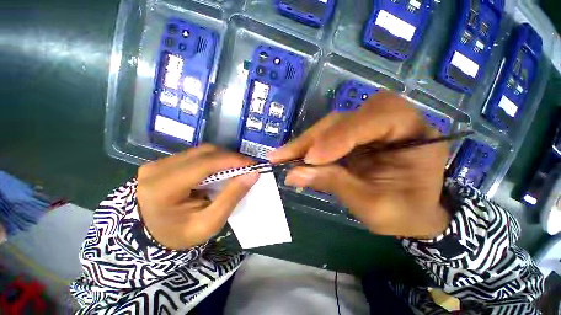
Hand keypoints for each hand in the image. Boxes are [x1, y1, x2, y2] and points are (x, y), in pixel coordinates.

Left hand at [137, 145, 258, 249]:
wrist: (149, 238)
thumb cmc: (179, 235)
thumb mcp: (209, 223)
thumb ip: (231, 197)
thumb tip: (252, 174)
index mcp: (163, 188)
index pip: (204, 164)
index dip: (232, 160)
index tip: (253, 164)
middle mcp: (157, 169)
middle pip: (203, 153)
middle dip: (230, 158)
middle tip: (246, 167)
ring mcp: (158, 163)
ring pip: (200, 151)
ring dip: (222, 158)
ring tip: (236, 168)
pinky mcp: (163, 163)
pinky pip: (195, 155)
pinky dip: (213, 160)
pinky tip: (220, 170)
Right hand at [269, 91, 449, 238]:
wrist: (413, 211)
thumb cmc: (405, 213)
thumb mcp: (374, 206)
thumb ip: (335, 184)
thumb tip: (293, 174)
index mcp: (414, 133)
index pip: (375, 119)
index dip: (339, 137)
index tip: (310, 159)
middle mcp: (391, 120)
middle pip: (345, 118)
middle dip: (313, 139)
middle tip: (284, 157)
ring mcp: (369, 125)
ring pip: (331, 124)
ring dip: (306, 142)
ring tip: (283, 157)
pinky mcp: (353, 134)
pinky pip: (327, 134)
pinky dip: (308, 145)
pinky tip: (293, 155)